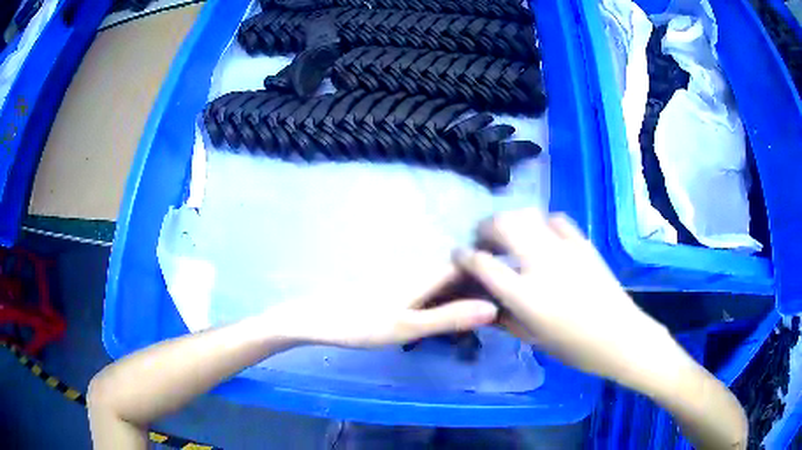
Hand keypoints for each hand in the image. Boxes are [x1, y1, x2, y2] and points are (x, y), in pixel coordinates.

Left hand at [268, 265, 498, 347]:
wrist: (319, 320)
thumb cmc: (362, 324)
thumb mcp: (409, 326)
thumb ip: (450, 316)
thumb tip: (494, 306)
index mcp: (426, 274)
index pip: (470, 265)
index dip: (492, 273)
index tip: (513, 291)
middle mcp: (420, 271)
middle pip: (460, 273)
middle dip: (481, 287)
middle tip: (501, 311)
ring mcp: (407, 280)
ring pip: (446, 284)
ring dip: (465, 296)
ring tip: (482, 317)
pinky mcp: (397, 291)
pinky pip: (432, 292)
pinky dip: (446, 302)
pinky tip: (448, 319)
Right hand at [454, 209, 675, 382]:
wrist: (620, 337)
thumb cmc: (574, 348)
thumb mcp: (533, 339)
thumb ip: (504, 318)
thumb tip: (482, 302)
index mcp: (526, 295)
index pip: (483, 264)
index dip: (464, 256)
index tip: (458, 255)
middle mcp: (542, 265)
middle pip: (504, 226)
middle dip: (485, 227)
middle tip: (482, 239)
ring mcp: (565, 250)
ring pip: (529, 216)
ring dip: (511, 220)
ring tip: (509, 234)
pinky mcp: (583, 244)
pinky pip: (557, 220)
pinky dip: (543, 223)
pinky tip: (543, 235)